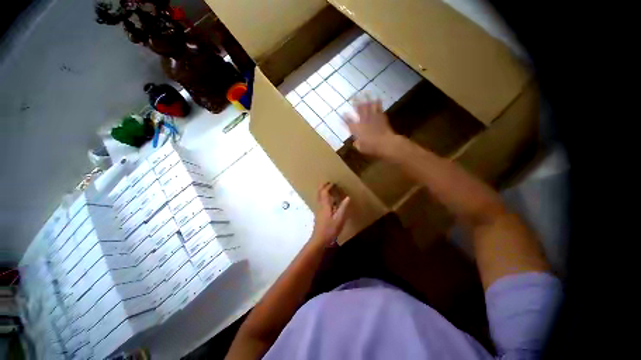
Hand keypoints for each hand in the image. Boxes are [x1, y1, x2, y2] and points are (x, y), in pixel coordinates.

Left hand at [310, 183, 350, 246]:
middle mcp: (320, 206)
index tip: (333, 182)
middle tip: (328, 183)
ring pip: (319, 198)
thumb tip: (348, 197)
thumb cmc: (330, 229)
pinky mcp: (319, 215)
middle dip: (322, 187)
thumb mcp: (339, 219)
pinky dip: (323, 198)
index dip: (328, 186)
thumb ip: (343, 207)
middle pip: (319, 193)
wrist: (319, 240)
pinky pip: (320, 203)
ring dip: (322, 192)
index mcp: (325, 205)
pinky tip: (328, 202)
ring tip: (328, 190)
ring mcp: (318, 211)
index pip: (324, 192)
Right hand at [344, 99, 397, 156]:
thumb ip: (357, 144)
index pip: (349, 122)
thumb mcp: (361, 148)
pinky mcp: (381, 117)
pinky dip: (378, 103)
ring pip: (369, 106)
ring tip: (364, 93)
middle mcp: (363, 121)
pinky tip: (377, 98)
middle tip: (353, 97)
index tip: (342, 114)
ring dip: (366, 99)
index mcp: (357, 129)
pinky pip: (379, 108)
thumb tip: (355, 142)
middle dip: (355, 103)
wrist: (385, 143)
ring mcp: (372, 117)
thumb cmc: (371, 147)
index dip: (345, 117)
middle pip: (358, 110)